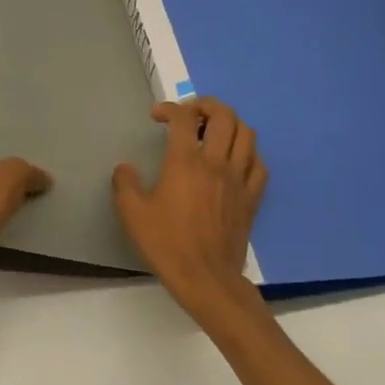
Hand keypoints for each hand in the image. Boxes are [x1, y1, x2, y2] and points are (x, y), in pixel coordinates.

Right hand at [113, 98, 268, 326]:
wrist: (206, 279)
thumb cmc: (167, 244)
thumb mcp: (132, 214)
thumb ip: (125, 184)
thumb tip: (125, 168)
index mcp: (185, 162)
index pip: (183, 118)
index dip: (169, 108)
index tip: (156, 116)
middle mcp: (216, 163)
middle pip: (224, 116)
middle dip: (206, 105)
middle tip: (190, 114)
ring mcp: (239, 180)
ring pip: (247, 134)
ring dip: (230, 124)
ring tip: (214, 131)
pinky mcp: (252, 198)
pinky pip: (259, 164)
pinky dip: (248, 153)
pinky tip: (235, 160)